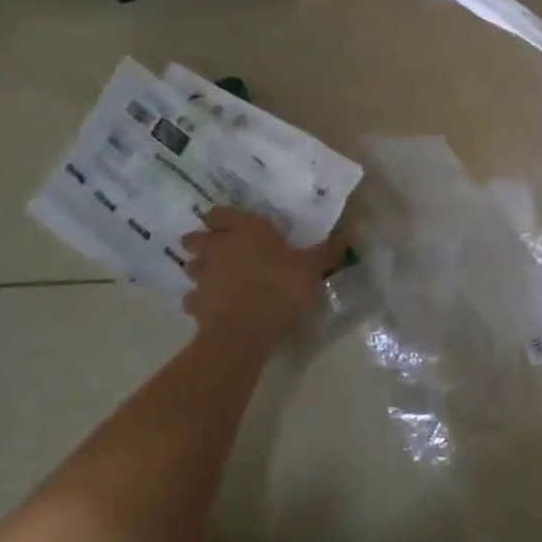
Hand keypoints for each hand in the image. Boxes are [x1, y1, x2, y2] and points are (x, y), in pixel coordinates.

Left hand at [178, 207, 344, 351]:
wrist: (246, 329)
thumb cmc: (280, 287)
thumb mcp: (312, 268)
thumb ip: (327, 251)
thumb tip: (350, 235)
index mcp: (244, 230)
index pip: (220, 213)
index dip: (221, 217)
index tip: (225, 221)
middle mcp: (217, 247)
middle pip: (196, 238)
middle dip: (200, 241)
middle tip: (214, 247)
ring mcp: (202, 276)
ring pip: (191, 266)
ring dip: (198, 269)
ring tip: (211, 275)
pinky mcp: (195, 303)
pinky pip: (193, 298)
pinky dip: (199, 300)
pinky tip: (211, 306)